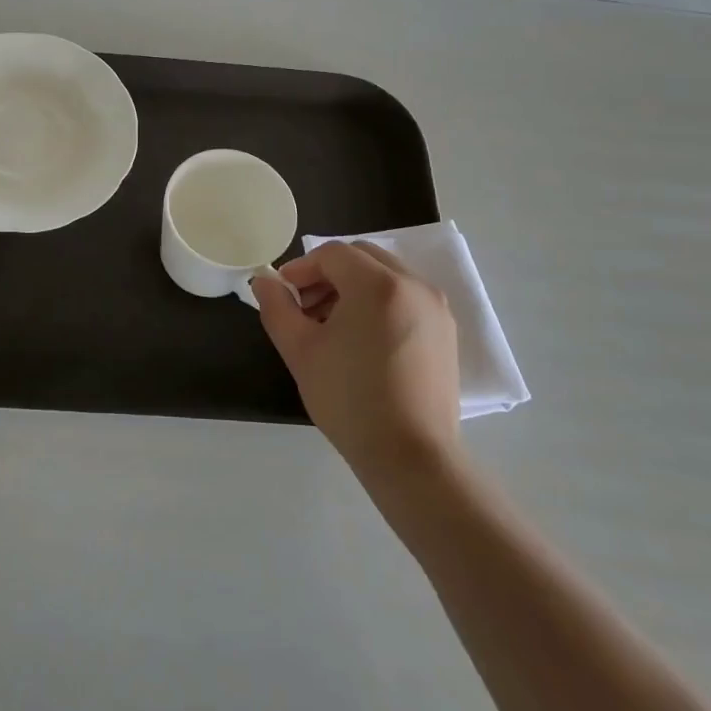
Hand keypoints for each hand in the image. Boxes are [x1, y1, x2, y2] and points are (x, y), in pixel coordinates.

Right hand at [256, 242, 461, 477]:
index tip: (284, 294)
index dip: (302, 268)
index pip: (333, 254)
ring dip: (353, 287)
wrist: (410, 456)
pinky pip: (406, 298)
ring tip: (331, 327)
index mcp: (378, 285)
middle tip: (305, 307)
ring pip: (386, 276)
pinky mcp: (446, 332)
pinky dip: (379, 303)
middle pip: (362, 257)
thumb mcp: (300, 350)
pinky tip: (361, 341)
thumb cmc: (349, 399)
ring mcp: (436, 308)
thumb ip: (276, 307)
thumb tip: (264, 282)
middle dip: (328, 274)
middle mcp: (414, 285)